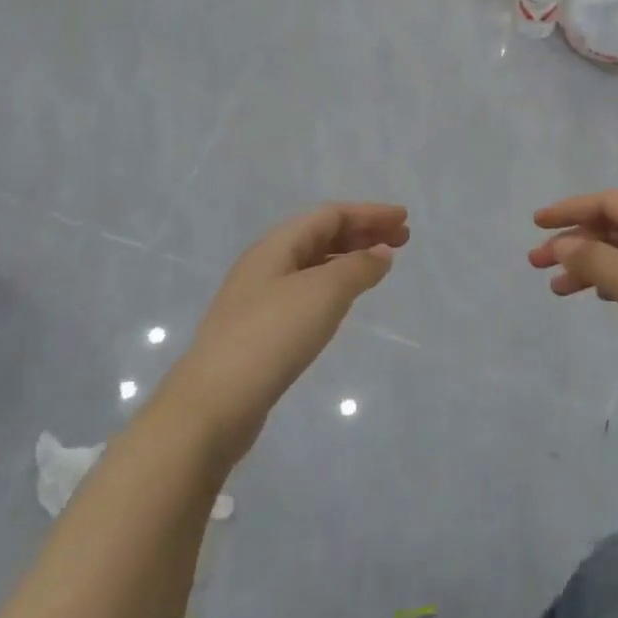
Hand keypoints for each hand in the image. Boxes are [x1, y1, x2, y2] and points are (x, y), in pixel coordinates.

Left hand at [177, 203, 408, 465]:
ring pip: (313, 264)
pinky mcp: (259, 329)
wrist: (213, 404)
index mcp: (277, 245)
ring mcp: (259, 298)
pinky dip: (333, 285)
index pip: (330, 215)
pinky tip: (344, 300)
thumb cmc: (272, 336)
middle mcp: (265, 264)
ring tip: (379, 267)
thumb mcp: (324, 293)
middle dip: (362, 233)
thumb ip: (358, 267)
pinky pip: (305, 291)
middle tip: (401, 241)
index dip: (369, 213)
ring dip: (349, 258)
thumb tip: (382, 253)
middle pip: (321, 236)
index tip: (403, 219)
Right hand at [530, 191, 617, 421]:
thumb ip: (596, 261)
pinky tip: (597, 296)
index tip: (535, 224)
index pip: (610, 202)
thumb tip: (562, 244)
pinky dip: (612, 281)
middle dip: (574, 241)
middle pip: (615, 227)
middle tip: (535, 264)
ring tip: (556, 290)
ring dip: (589, 265)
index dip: (570, 210)